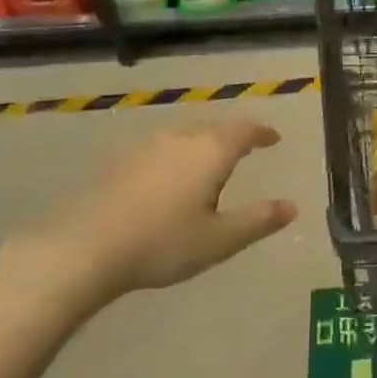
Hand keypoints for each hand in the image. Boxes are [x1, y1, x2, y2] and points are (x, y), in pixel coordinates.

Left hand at [0, 119, 297, 325]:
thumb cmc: (162, 243)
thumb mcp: (219, 239)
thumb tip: (292, 206)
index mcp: (210, 151)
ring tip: (209, 166)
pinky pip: (159, 149)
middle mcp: (180, 138)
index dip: (262, 132)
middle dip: (233, 137)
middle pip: (214, 128)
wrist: (84, 249)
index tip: (273, 139)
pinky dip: (175, 157)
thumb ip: (258, 220)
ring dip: (202, 145)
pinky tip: (168, 180)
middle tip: (245, 150)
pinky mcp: (119, 162)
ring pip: (184, 137)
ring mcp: (145, 147)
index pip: (244, 130)